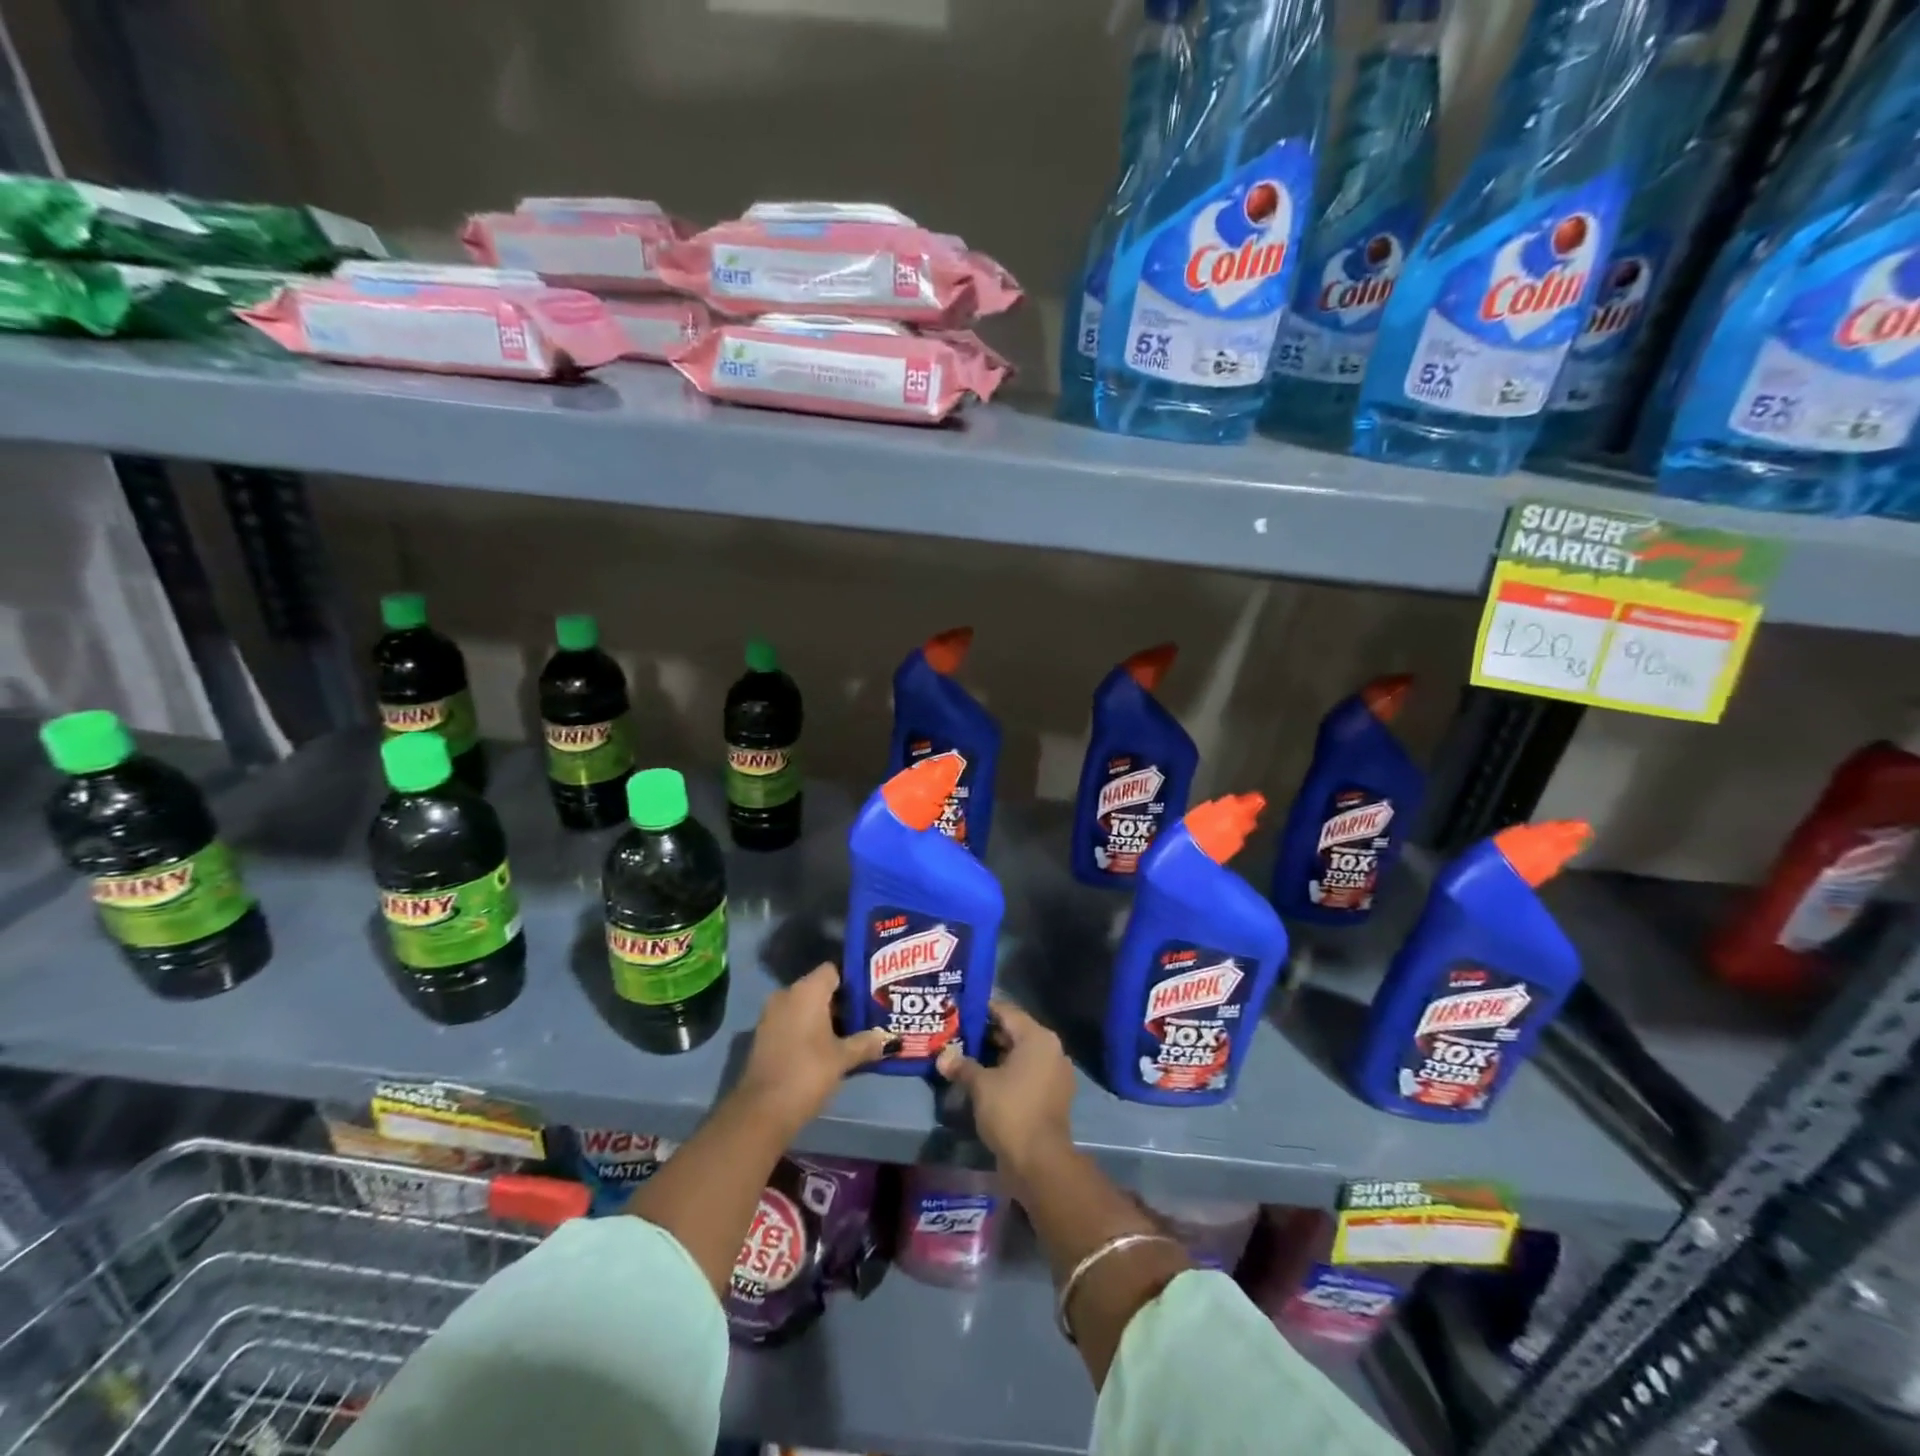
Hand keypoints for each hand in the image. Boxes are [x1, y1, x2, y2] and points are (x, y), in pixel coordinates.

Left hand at [739, 962, 891, 1137]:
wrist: (762, 1111)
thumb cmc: (807, 1072)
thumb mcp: (843, 1058)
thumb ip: (867, 1043)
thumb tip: (889, 1038)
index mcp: (807, 990)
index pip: (834, 969)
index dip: (854, 979)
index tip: (873, 993)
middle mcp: (787, 994)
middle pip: (821, 988)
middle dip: (844, 1001)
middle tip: (869, 1014)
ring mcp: (772, 1015)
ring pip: (806, 1006)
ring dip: (827, 1017)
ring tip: (854, 1031)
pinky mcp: (765, 1036)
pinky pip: (794, 1021)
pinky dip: (810, 1029)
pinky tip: (829, 1047)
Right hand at [936, 998, 1076, 1181]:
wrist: (1040, 1162)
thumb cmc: (1011, 1111)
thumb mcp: (980, 1085)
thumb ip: (962, 1065)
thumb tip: (942, 1056)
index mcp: (1037, 1037)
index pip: (1006, 1011)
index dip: (981, 1010)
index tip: (958, 1012)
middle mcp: (1051, 1049)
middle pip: (1014, 1032)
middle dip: (986, 1034)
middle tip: (957, 1036)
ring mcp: (1055, 1073)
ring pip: (1020, 1055)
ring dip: (995, 1056)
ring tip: (965, 1058)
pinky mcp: (1053, 1096)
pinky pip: (1027, 1074)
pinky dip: (1008, 1073)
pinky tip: (984, 1080)